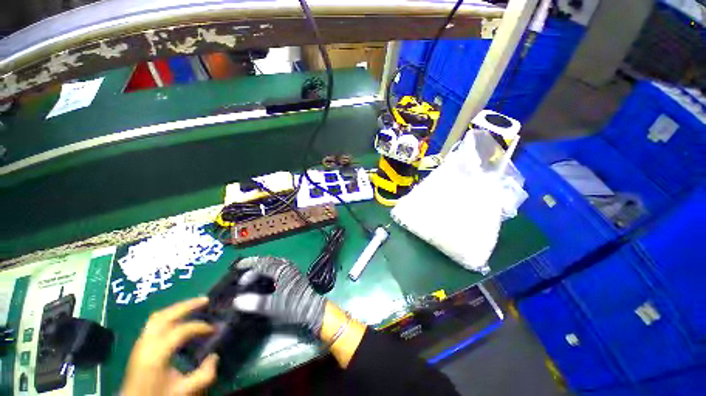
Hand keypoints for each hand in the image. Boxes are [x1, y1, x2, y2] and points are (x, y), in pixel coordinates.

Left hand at [121, 297, 218, 395]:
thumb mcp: (185, 391)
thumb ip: (204, 375)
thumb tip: (215, 356)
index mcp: (156, 354)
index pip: (181, 331)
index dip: (200, 327)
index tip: (214, 330)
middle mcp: (146, 344)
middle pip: (165, 316)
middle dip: (187, 305)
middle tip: (206, 300)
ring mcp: (140, 344)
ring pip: (157, 317)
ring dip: (176, 309)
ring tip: (193, 305)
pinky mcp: (139, 347)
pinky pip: (154, 323)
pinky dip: (169, 316)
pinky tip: (178, 319)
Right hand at [233, 257, 326, 334]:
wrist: (312, 308)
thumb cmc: (292, 305)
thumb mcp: (272, 306)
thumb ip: (254, 303)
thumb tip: (236, 301)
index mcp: (282, 270)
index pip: (262, 264)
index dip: (249, 267)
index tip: (238, 269)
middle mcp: (287, 266)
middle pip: (268, 261)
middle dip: (255, 264)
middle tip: (243, 270)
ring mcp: (292, 269)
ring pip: (274, 263)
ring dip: (263, 266)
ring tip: (252, 272)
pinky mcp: (294, 275)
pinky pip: (279, 267)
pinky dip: (269, 269)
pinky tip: (266, 277)